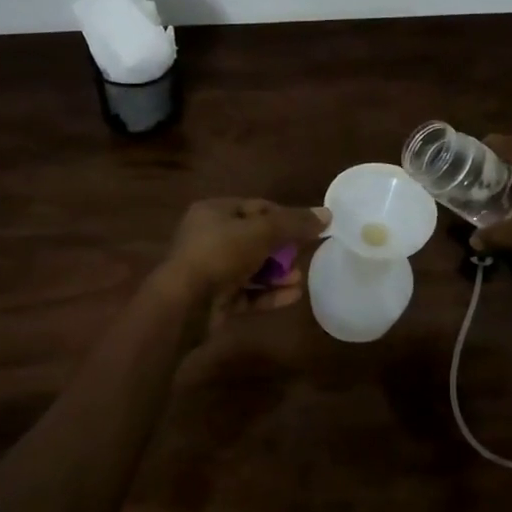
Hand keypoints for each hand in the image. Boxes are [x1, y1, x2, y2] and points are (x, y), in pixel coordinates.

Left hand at [155, 198, 329, 330]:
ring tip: (299, 279)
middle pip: (255, 238)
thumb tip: (327, 214)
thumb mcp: (262, 231)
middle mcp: (210, 238)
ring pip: (252, 268)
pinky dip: (269, 293)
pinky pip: (247, 293)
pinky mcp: (215, 299)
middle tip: (303, 255)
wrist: (184, 304)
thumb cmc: (220, 254)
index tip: (308, 228)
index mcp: (214, 212)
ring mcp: (211, 270)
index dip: (284, 216)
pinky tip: (292, 296)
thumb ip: (295, 223)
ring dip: (277, 273)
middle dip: (282, 249)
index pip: (256, 207)